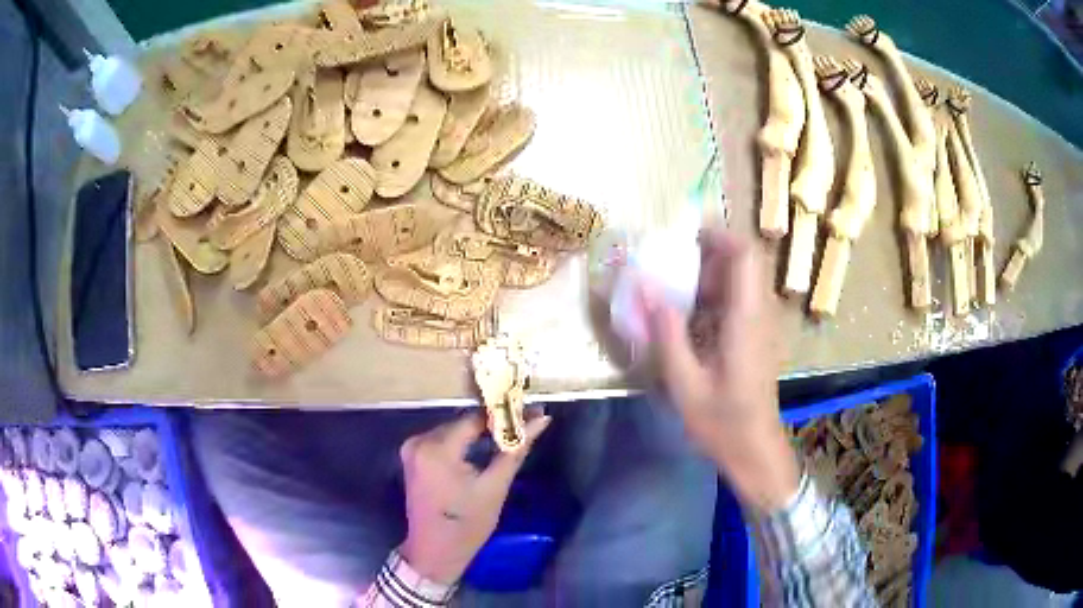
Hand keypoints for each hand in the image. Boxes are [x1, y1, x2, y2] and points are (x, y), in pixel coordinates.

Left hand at [399, 412, 550, 583]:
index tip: (530, 413)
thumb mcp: (495, 487)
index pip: (475, 418)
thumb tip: (541, 418)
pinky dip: (464, 443)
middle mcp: (419, 441)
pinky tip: (483, 451)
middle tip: (524, 428)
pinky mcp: (413, 456)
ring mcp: (412, 448)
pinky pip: (443, 440)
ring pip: (454, 430)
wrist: (434, 552)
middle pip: (463, 422)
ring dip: (479, 434)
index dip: (504, 415)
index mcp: (437, 449)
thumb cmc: (466, 525)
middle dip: (493, 425)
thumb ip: (515, 448)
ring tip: (507, 439)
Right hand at [644, 228, 797, 512]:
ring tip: (673, 286)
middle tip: (670, 262)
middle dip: (708, 253)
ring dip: (709, 273)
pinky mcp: (757, 336)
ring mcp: (762, 324)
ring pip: (742, 279)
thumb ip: (667, 334)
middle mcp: (760, 313)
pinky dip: (714, 294)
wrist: (755, 450)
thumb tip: (644, 288)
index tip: (684, 235)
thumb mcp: (685, 384)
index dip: (719, 235)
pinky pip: (739, 299)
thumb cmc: (722, 422)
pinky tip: (689, 315)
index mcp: (747, 319)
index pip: (746, 255)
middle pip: (744, 261)